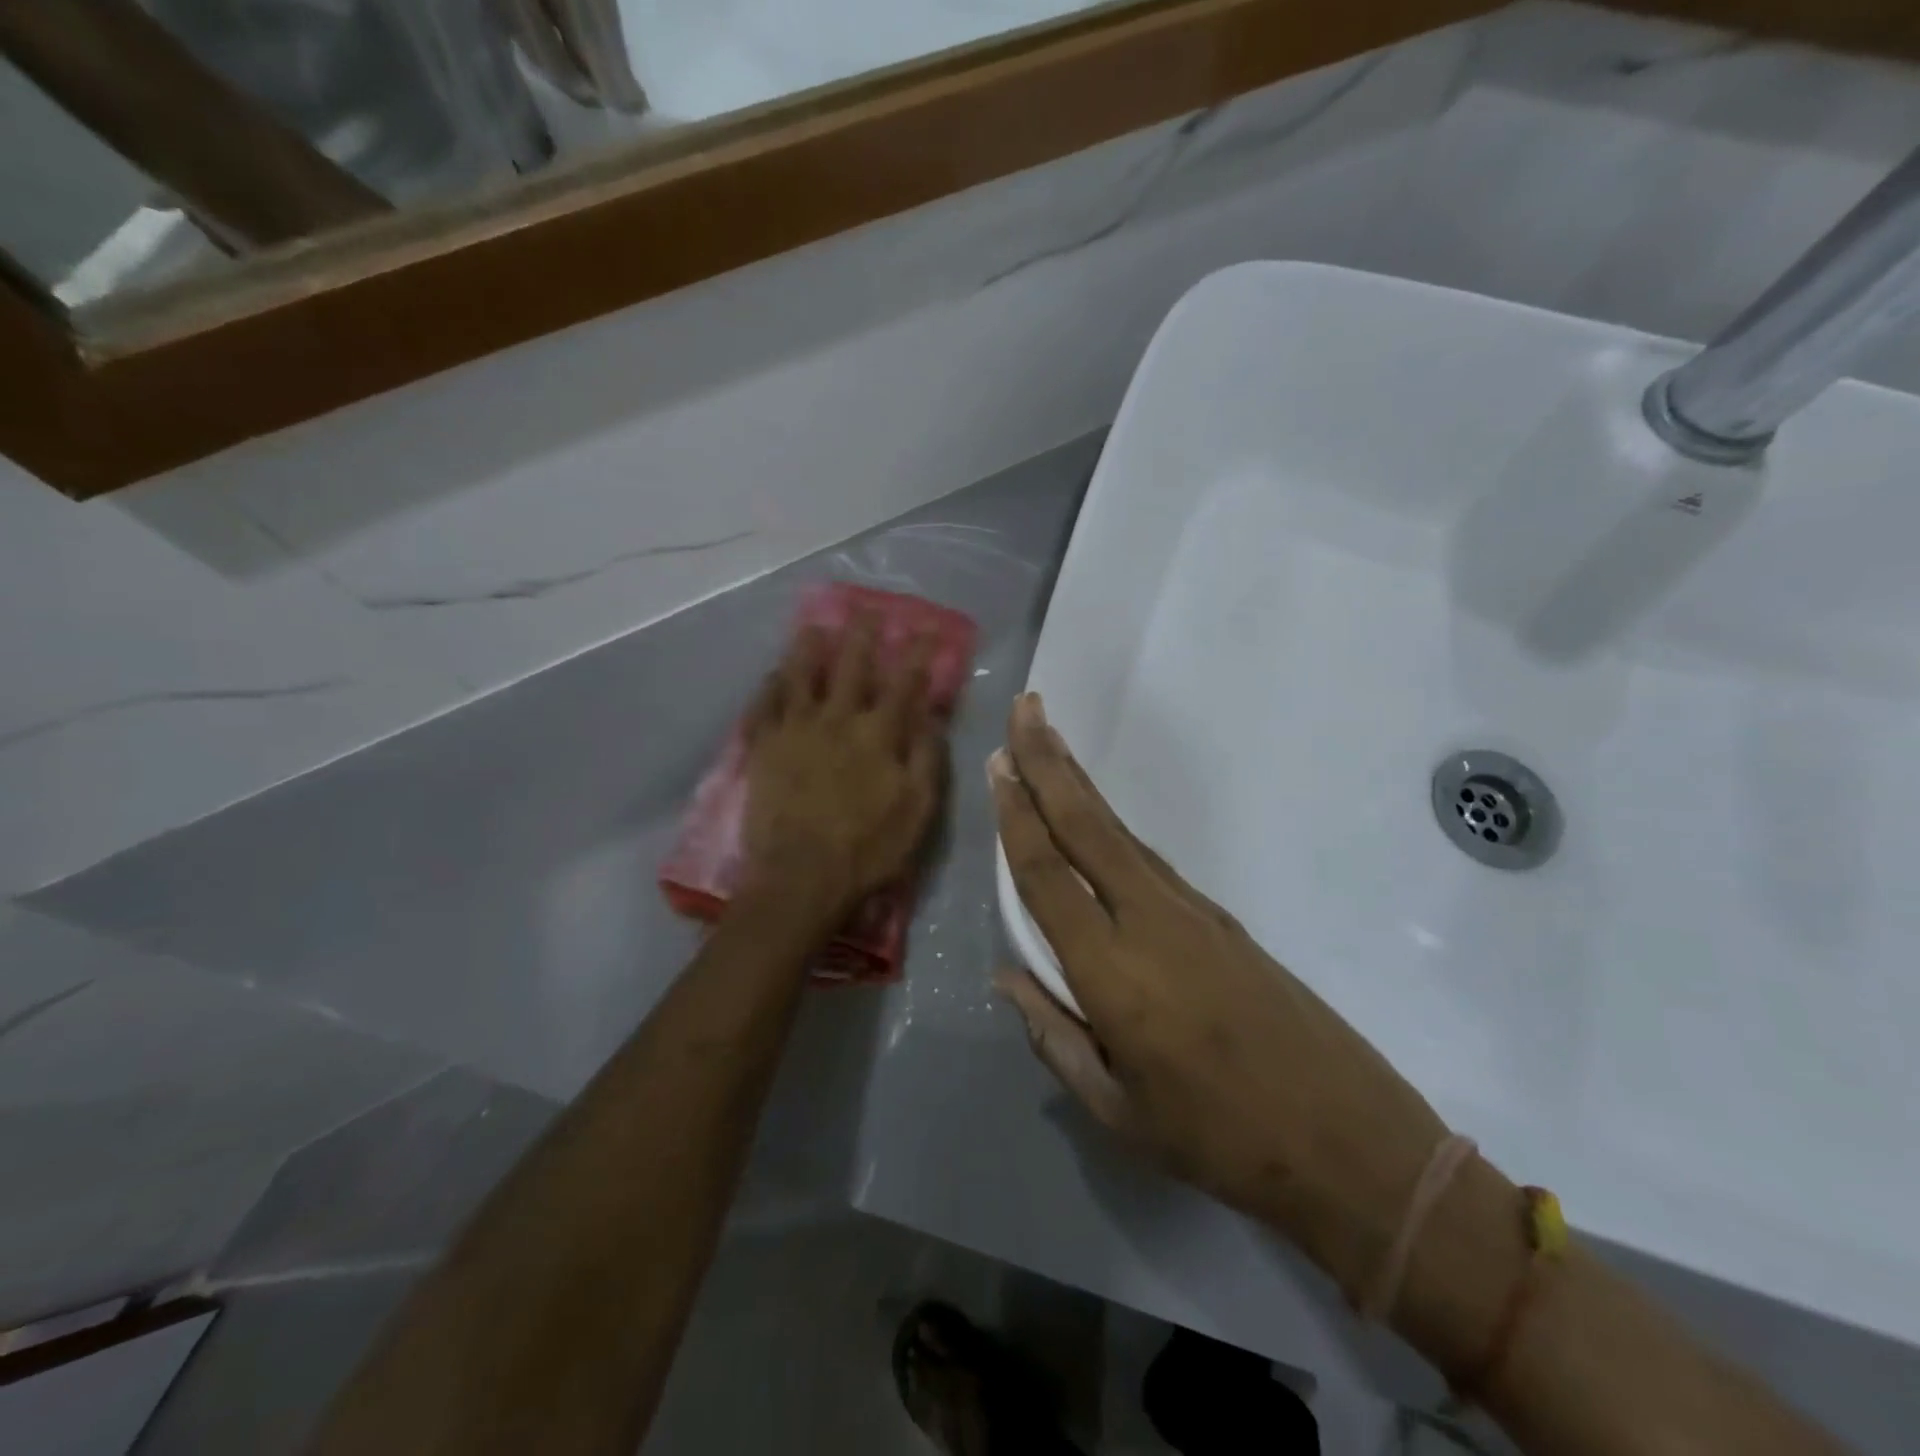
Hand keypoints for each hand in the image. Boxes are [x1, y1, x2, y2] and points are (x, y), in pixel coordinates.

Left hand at [740, 613, 947, 918]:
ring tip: (813, 627)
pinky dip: (770, 685)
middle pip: (850, 667)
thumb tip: (932, 717)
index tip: (927, 630)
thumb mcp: (918, 811)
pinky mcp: (762, 748)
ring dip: (809, 648)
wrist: (801, 878)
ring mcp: (795, 730)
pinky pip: (764, 705)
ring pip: (800, 675)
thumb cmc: (868, 850)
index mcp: (878, 734)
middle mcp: (836, 720)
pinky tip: (772, 674)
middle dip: (862, 636)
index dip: (917, 654)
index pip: (903, 683)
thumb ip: (927, 759)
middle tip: (865, 611)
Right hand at [989, 693, 1452, 1301]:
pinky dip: (1110, 825)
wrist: (1348, 1141)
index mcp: (1114, 974)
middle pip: (1087, 827)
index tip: (997, 765)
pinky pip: (1147, 859)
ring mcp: (1192, 912)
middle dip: (1049, 763)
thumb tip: (1008, 976)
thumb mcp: (1117, 1111)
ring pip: (1119, 833)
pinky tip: (1093, 816)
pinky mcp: (1219, 918)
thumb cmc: (1220, 1140)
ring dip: (1079, 784)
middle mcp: (1150, 922)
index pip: (1048, 876)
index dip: (1017, 817)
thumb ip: (1053, 1037)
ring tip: (1048, 743)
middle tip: (1025, 708)